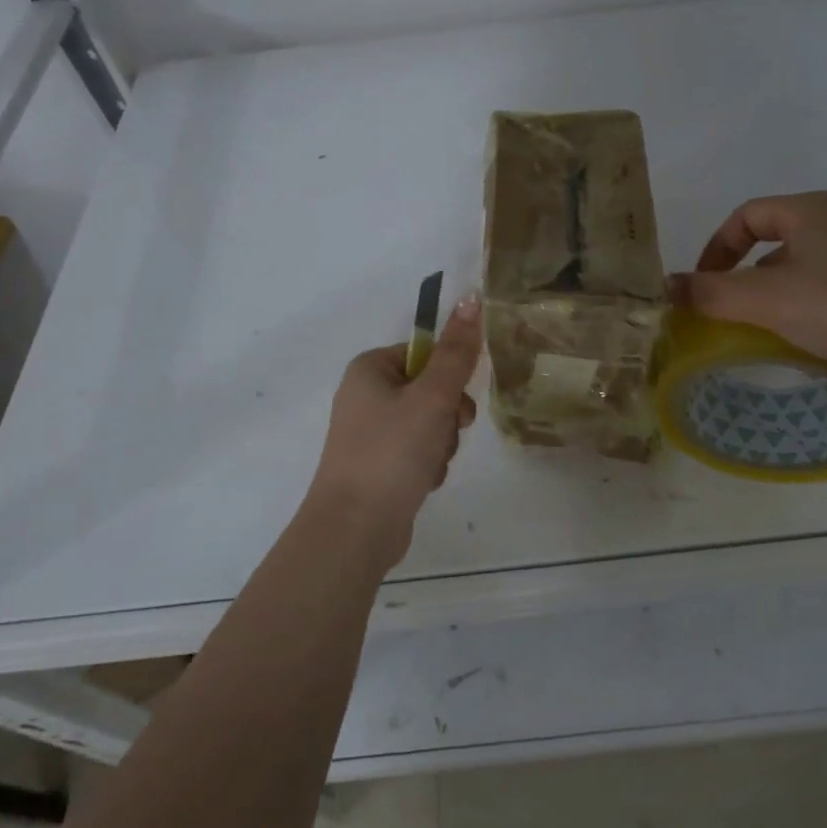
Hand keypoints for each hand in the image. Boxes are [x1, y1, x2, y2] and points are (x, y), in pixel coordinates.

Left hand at [307, 292, 483, 569]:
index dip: (449, 376)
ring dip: (441, 443)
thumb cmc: (391, 452)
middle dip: (447, 416)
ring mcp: (369, 432)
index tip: (456, 402)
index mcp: (370, 368)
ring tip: (430, 465)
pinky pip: (416, 450)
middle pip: (430, 389)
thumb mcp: (432, 397)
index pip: (426, 354)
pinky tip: (423, 482)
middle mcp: (365, 394)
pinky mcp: (377, 464)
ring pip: (429, 422)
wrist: (354, 531)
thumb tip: (471, 296)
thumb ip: (457, 351)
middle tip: (446, 434)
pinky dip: (427, 464)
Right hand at [672, 192, 826, 378]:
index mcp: (811, 208)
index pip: (746, 215)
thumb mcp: (766, 300)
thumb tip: (664, 287)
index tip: (702, 286)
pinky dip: (803, 302)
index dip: (716, 248)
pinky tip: (806, 335)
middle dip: (742, 273)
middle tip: (729, 310)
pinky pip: (826, 283)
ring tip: (764, 327)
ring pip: (799, 264)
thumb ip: (710, 293)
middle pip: (772, 238)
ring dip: (772, 291)